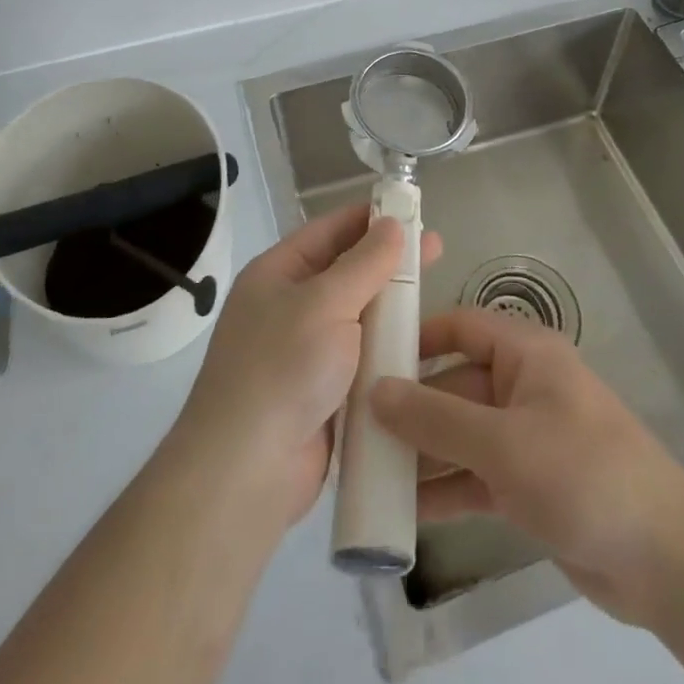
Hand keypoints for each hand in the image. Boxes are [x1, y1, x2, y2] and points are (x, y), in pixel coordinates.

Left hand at [171, 204, 441, 530]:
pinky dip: (385, 350)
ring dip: (391, 308)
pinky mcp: (321, 392)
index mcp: (277, 273)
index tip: (412, 211)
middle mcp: (288, 306)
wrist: (246, 472)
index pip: (329, 230)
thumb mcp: (325, 303)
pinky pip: (360, 358)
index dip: (369, 218)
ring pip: (357, 317)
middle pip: (346, 272)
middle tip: (437, 250)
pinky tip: (421, 346)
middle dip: (388, 262)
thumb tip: (392, 225)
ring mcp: (304, 352)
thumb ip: (364, 263)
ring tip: (434, 297)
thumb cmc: (282, 368)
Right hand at [371, 308, 683, 627]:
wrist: (665, 560)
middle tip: (354, 429)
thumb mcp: (502, 444)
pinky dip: (446, 489)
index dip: (416, 338)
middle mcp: (523, 385)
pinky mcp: (530, 484)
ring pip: (461, 434)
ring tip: (367, 473)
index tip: (368, 359)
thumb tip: (375, 391)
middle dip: (410, 408)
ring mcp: (526, 436)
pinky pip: (476, 475)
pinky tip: (404, 512)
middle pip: (454, 383)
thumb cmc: (582, 473)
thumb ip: (435, 419)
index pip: (460, 326)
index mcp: (525, 353)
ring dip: (422, 453)